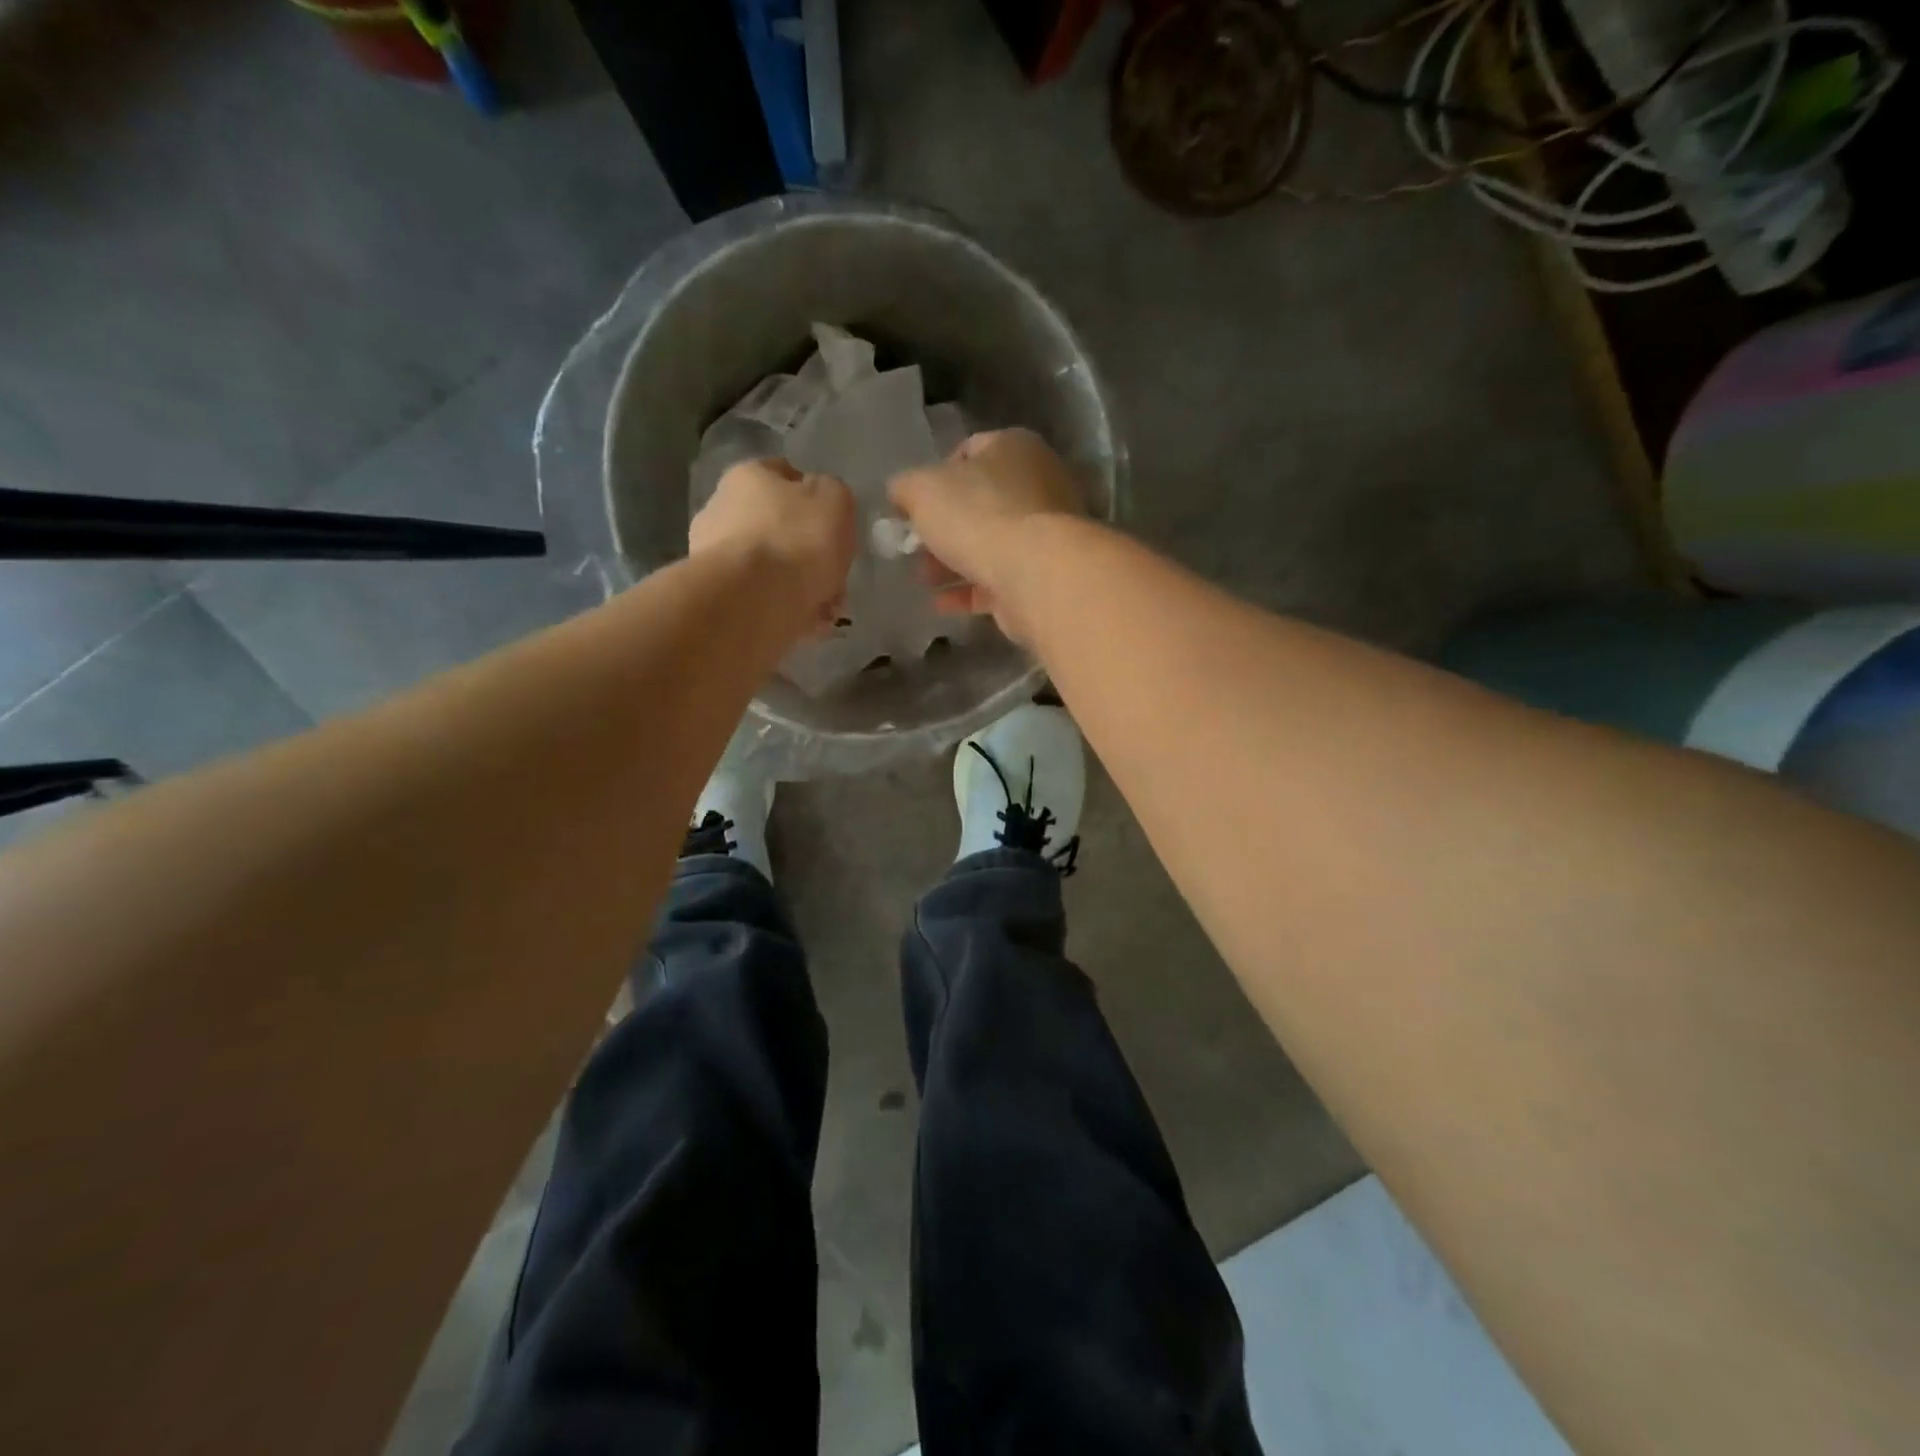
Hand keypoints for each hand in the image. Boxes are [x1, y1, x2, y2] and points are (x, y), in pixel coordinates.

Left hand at [690, 458, 857, 632]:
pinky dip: (785, 609)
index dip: (814, 498)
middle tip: (835, 576)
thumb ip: (833, 495)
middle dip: (808, 552)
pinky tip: (808, 624)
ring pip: (771, 568)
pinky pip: (762, 598)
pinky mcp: (718, 596)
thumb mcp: (835, 500)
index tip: (835, 526)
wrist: (752, 601)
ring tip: (827, 610)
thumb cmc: (797, 539)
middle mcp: (722, 508)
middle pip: (777, 527)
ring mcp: (714, 556)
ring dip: (800, 586)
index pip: (785, 475)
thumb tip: (822, 503)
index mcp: (748, 476)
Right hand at [887, 428, 1086, 641]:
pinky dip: (970, 590)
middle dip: (942, 528)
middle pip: (979, 503)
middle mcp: (1038, 484)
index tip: (913, 506)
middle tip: (914, 548)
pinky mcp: (1044, 575)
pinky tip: (942, 603)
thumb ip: (904, 488)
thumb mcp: (921, 489)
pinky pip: (999, 579)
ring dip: (952, 562)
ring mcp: (1045, 532)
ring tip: (924, 579)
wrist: (1036, 574)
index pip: (968, 451)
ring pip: (989, 543)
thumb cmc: (978, 515)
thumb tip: (900, 494)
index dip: (934, 476)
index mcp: (1014, 447)